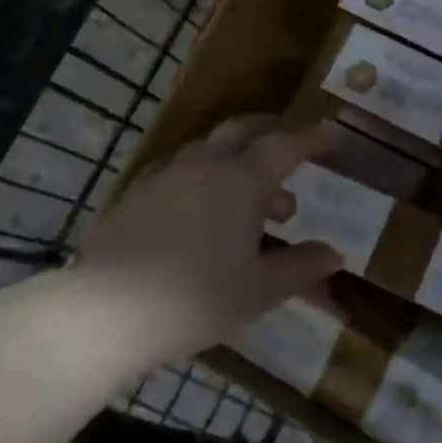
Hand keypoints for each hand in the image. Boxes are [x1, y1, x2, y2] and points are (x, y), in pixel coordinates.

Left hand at [69, 116, 343, 366]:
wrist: (107, 312)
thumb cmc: (196, 299)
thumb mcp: (259, 290)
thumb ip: (300, 267)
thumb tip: (334, 254)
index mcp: (241, 181)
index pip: (285, 146)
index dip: (311, 137)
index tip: (331, 132)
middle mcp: (204, 166)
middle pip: (243, 129)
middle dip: (271, 130)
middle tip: (290, 144)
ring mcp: (165, 176)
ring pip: (208, 148)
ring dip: (236, 158)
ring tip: (251, 195)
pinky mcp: (135, 195)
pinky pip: (177, 170)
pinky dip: (201, 175)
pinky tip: (199, 208)